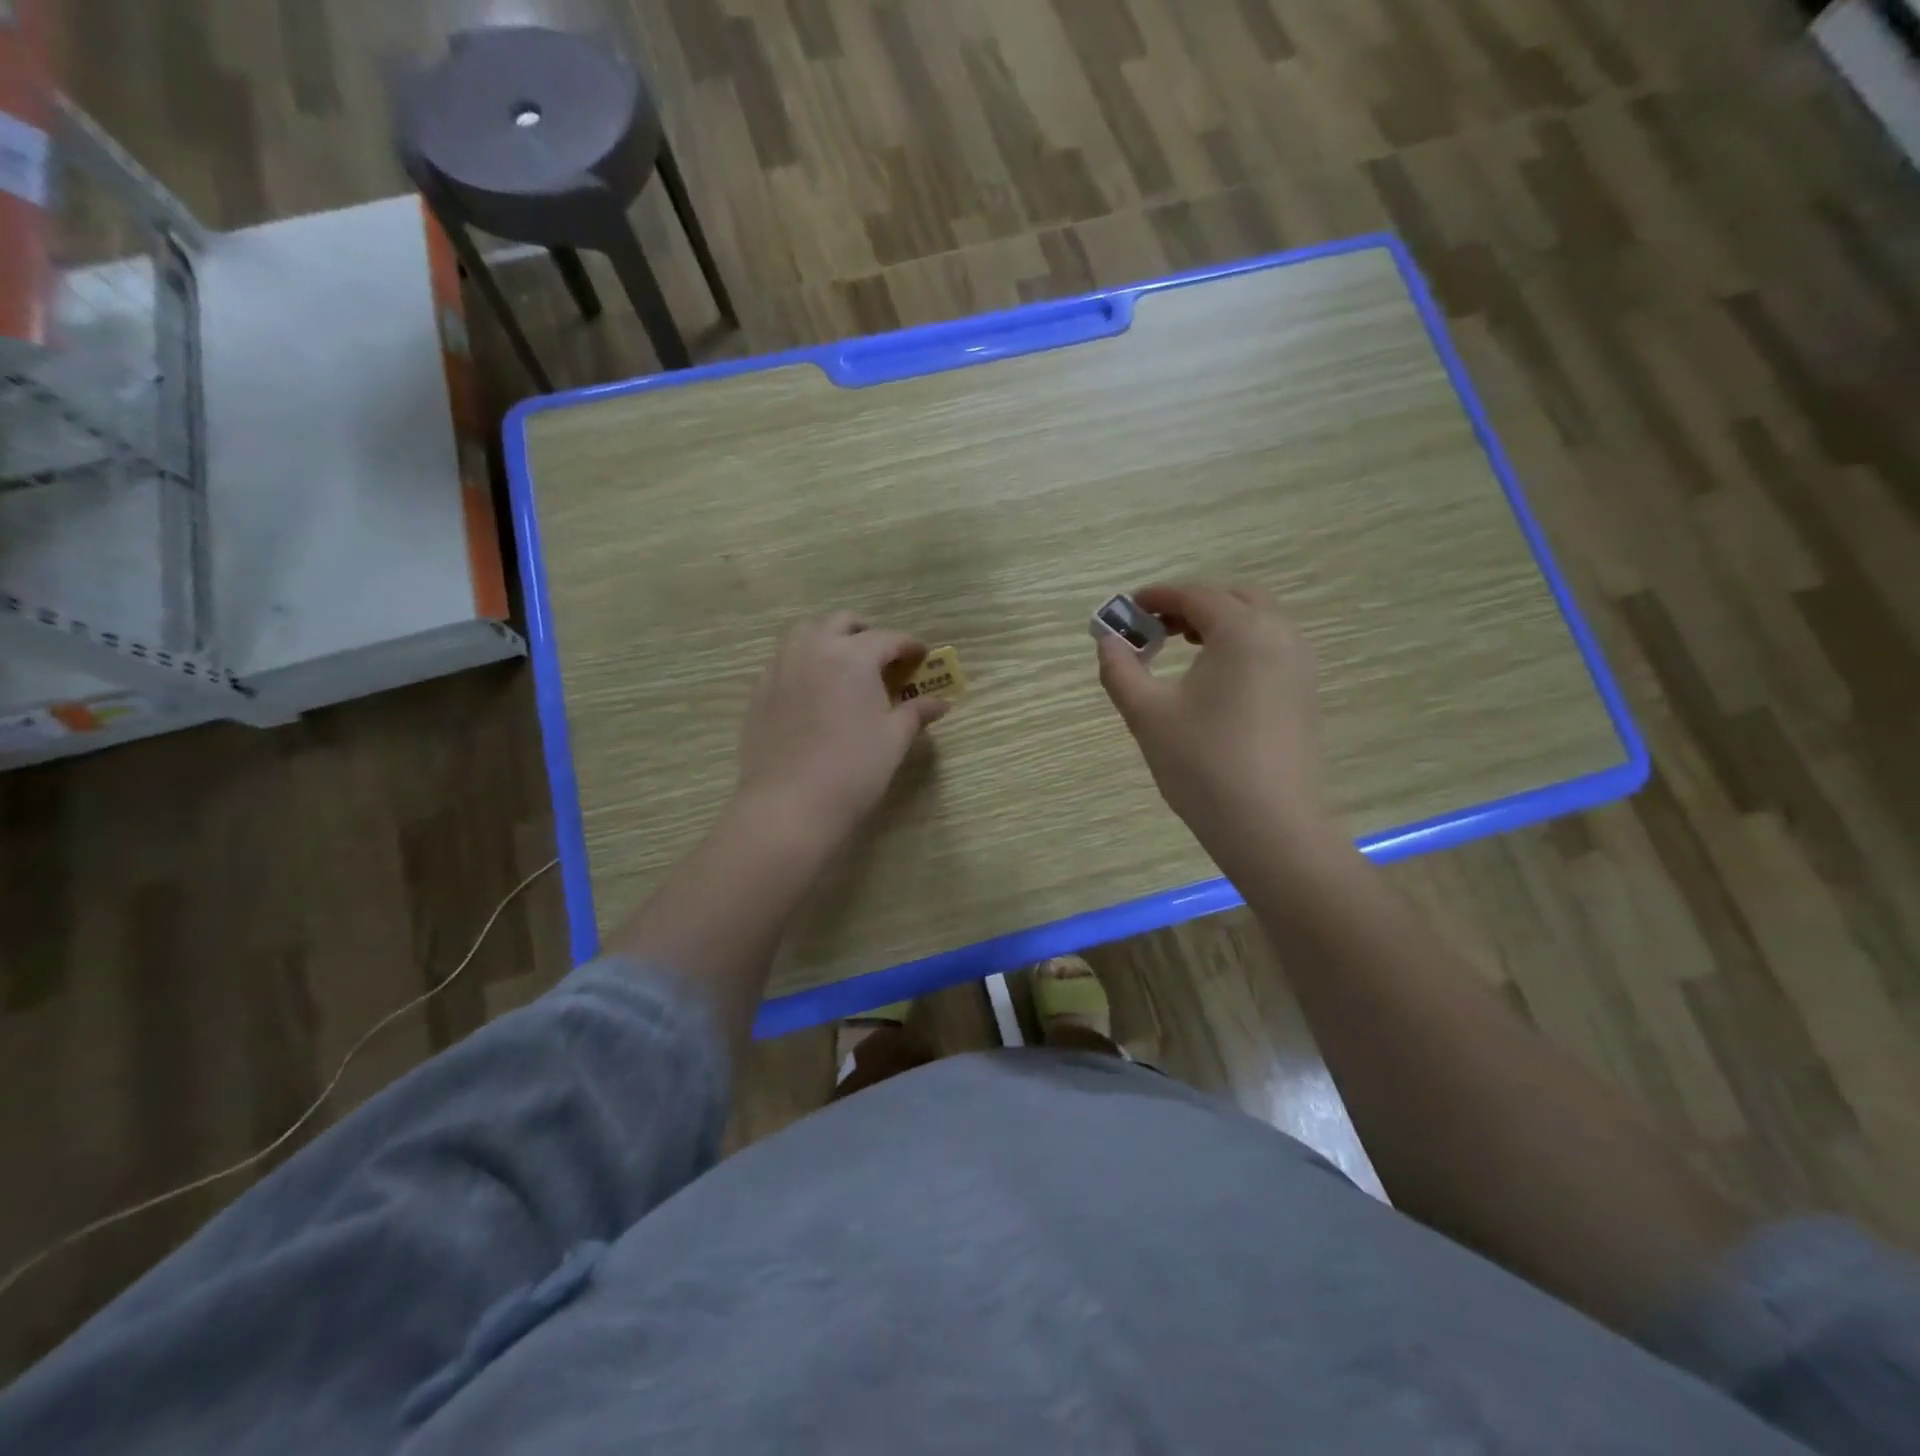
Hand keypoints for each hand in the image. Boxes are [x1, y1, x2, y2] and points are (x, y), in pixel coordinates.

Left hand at [735, 612, 948, 842]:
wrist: (789, 805)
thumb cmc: (853, 769)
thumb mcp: (893, 739)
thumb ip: (916, 713)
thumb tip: (941, 702)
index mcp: (852, 656)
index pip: (888, 638)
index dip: (910, 646)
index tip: (922, 658)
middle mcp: (813, 649)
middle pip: (841, 623)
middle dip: (866, 633)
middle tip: (883, 659)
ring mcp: (781, 668)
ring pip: (806, 633)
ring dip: (830, 640)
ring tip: (846, 668)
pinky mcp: (760, 691)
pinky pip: (785, 660)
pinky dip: (805, 662)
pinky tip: (816, 691)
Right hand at [1096, 583, 1334, 854]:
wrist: (1269, 825)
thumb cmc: (1202, 763)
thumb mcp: (1147, 714)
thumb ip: (1120, 669)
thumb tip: (1106, 641)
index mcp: (1242, 630)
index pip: (1196, 595)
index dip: (1157, 596)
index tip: (1127, 609)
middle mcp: (1280, 635)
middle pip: (1234, 598)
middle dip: (1192, 604)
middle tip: (1156, 627)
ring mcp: (1300, 664)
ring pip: (1257, 621)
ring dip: (1218, 622)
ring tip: (1181, 648)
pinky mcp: (1305, 693)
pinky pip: (1271, 647)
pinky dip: (1240, 645)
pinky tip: (1214, 679)